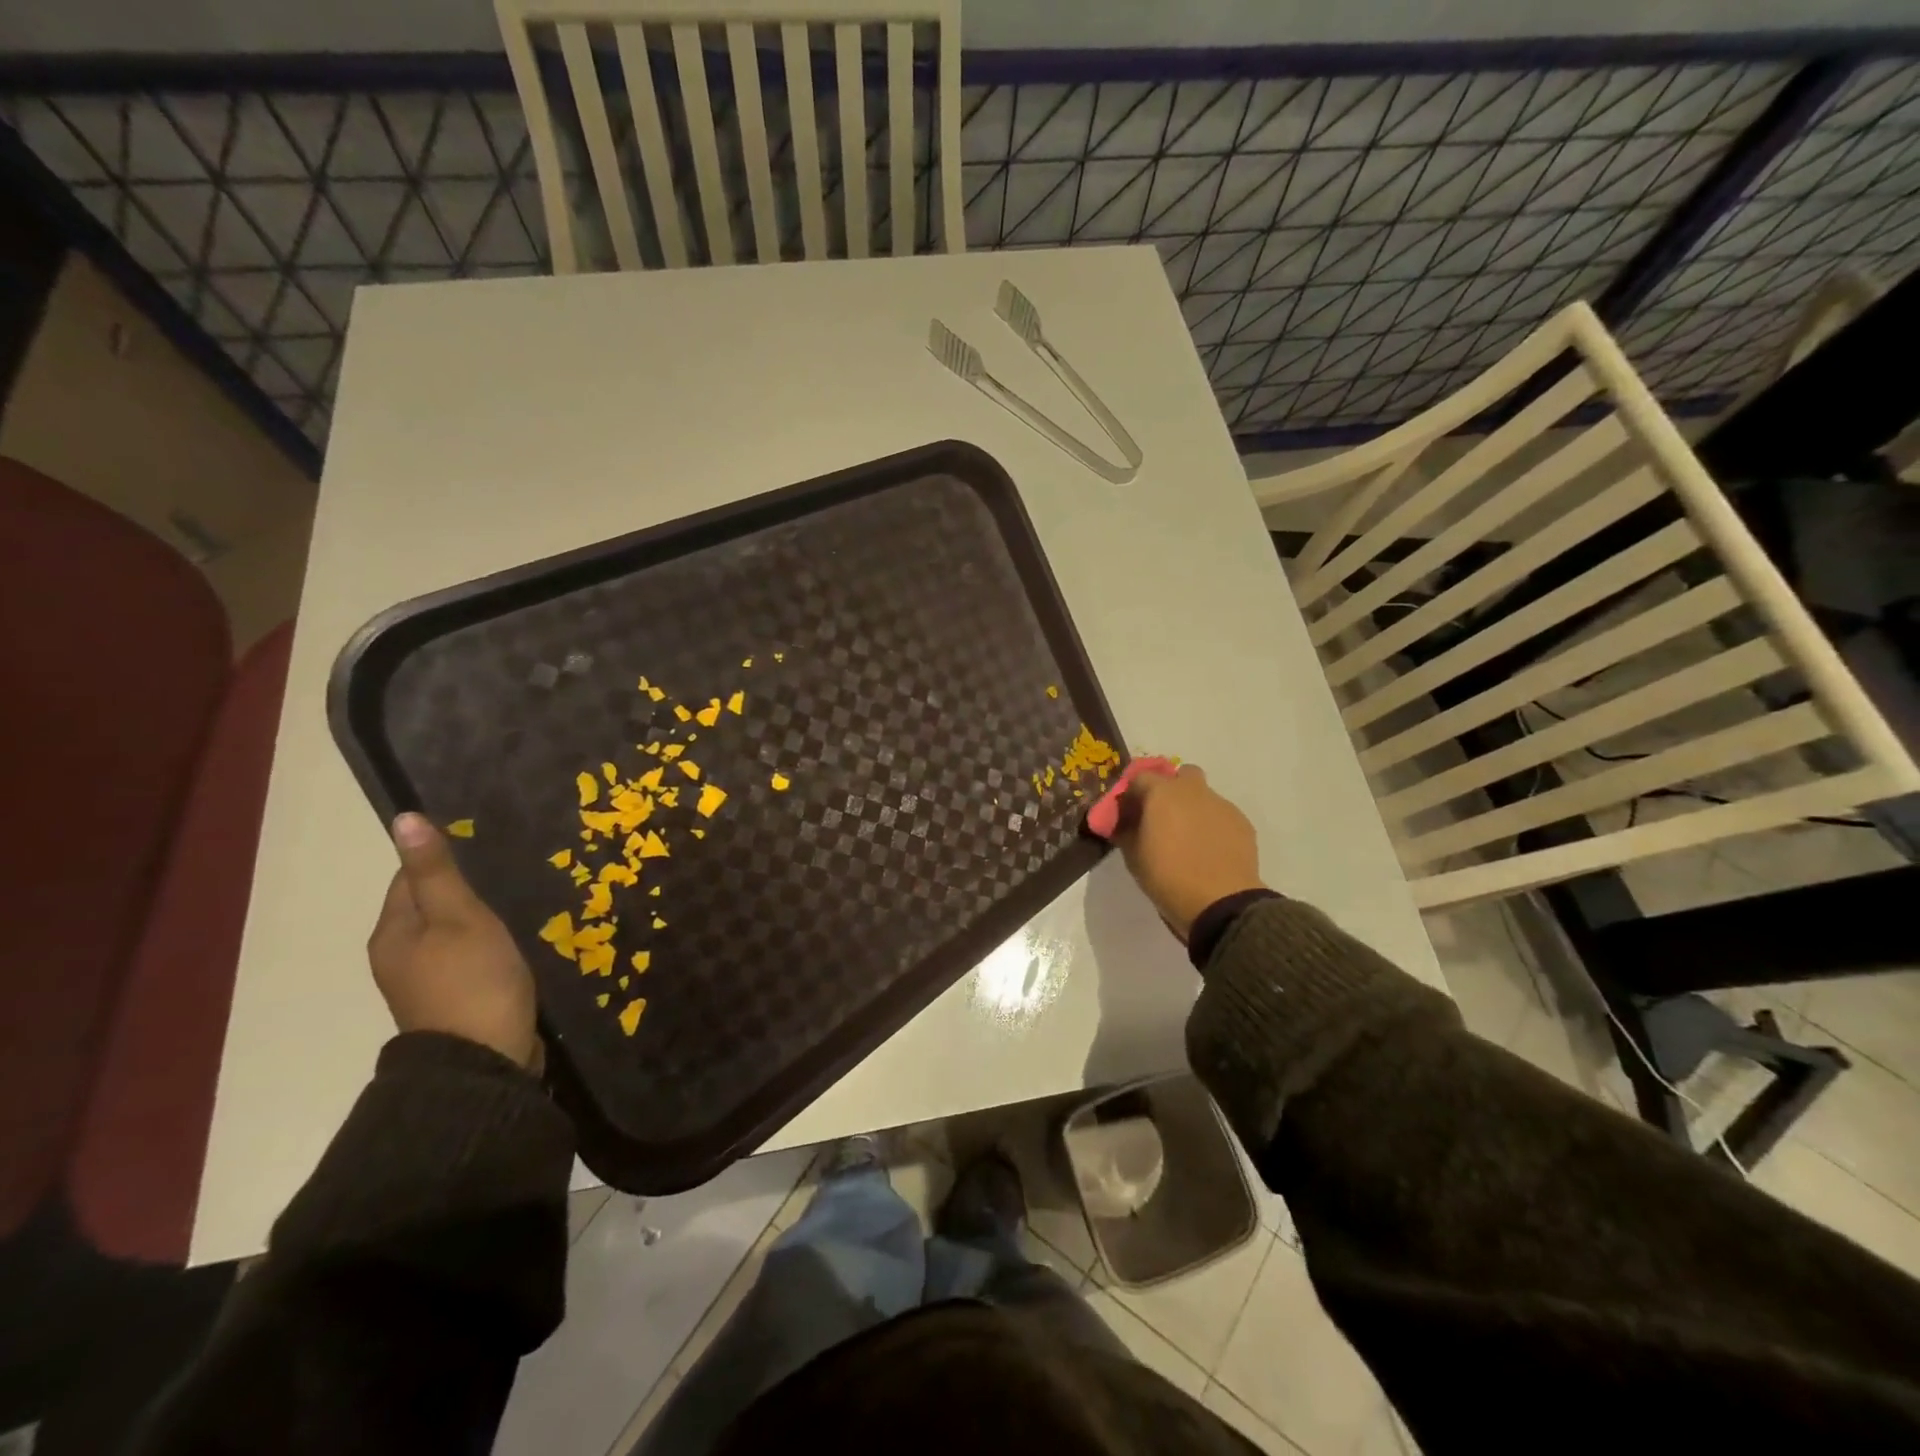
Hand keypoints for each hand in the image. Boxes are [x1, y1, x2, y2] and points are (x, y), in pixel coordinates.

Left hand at [368, 813, 542, 1071]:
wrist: (483, 1061)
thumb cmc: (472, 981)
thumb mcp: (460, 917)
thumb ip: (436, 871)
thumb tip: (402, 819)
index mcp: (392, 933)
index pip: (409, 878)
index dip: (446, 861)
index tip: (488, 852)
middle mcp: (399, 956)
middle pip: (431, 907)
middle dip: (467, 890)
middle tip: (512, 877)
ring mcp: (426, 982)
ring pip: (452, 933)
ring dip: (480, 920)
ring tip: (520, 906)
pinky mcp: (454, 1001)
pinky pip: (468, 958)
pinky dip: (488, 946)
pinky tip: (516, 944)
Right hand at [1111, 765, 1265, 940]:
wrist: (1221, 903)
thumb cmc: (1167, 877)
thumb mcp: (1133, 856)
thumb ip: (1125, 830)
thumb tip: (1122, 821)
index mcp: (1162, 793)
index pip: (1140, 777)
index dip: (1132, 794)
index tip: (1128, 815)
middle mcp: (1193, 790)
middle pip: (1181, 775)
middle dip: (1171, 789)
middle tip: (1162, 818)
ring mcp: (1221, 805)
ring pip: (1204, 796)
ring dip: (1193, 809)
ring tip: (1189, 840)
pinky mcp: (1242, 823)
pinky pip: (1221, 815)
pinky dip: (1212, 826)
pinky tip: (1209, 851)